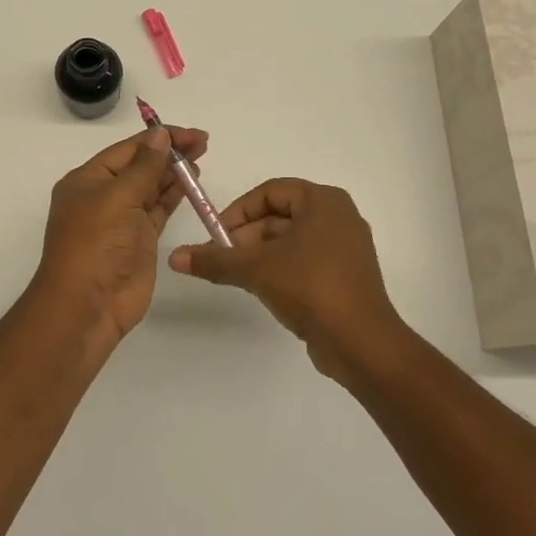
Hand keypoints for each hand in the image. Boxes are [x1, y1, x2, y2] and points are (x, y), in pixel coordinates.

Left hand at [34, 125, 210, 340]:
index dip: (159, 139)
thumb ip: (144, 166)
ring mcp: (122, 219)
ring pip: (151, 187)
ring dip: (174, 173)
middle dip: (170, 153)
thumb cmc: (96, 244)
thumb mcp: (118, 198)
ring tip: (201, 159)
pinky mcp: (139, 240)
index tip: (191, 134)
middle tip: (204, 143)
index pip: (128, 149)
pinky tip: (192, 184)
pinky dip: (174, 196)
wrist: (88, 305)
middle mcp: (103, 195)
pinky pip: (158, 210)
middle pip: (141, 166)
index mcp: (88, 179)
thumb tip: (160, 135)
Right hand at [169, 179, 405, 377]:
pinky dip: (282, 269)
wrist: (361, 343)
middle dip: (247, 236)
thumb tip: (174, 257)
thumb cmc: (310, 288)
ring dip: (261, 255)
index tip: (217, 236)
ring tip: (238, 277)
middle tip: (223, 259)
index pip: (270, 192)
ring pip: (291, 240)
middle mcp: (339, 217)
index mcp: (324, 201)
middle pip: (280, 216)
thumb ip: (215, 260)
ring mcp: (346, 248)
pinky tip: (265, 290)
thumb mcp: (255, 270)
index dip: (239, 210)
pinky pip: (306, 261)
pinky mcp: (346, 276)